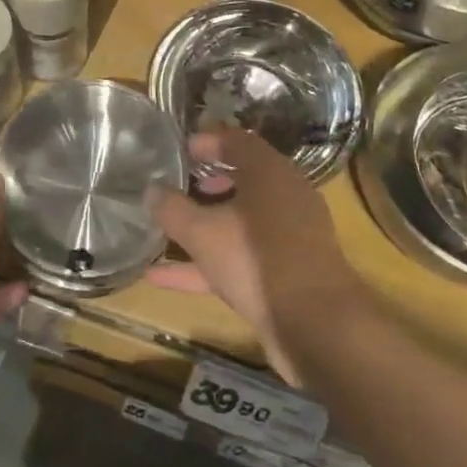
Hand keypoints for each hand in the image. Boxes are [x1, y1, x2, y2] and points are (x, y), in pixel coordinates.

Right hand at [145, 127, 362, 384]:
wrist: (315, 325)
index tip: (179, 150)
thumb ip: (172, 209)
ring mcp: (287, 238)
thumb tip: (151, 190)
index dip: (206, 142)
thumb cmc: (256, 259)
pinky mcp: (284, 273)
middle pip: (240, 181)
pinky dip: (205, 264)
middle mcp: (284, 198)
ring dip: (203, 227)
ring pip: (238, 223)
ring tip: (163, 230)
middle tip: (173, 188)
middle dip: (205, 185)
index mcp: (270, 173)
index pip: (236, 141)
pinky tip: (160, 277)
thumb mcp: (203, 232)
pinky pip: (239, 258)